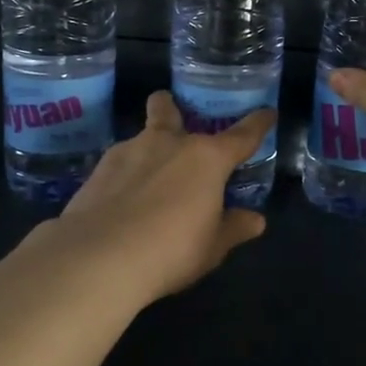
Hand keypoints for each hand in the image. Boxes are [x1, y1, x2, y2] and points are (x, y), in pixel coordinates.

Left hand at [29, 92, 272, 306]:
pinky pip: (120, 162)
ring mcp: (129, 151)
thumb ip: (233, 228)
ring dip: (148, 148)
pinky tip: (121, 199)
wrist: (98, 258)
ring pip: (141, 134)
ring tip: (148, 178)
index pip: (242, 135)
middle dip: (172, 108)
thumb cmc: (171, 250)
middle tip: (176, 122)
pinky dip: (126, 174)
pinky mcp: (98, 169)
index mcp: (207, 158)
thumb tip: (255, 220)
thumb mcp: (212, 246)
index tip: (267, 112)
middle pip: (169, 109)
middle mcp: (169, 143)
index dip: (258, 123)